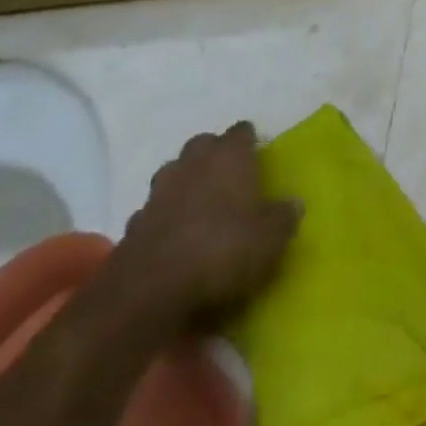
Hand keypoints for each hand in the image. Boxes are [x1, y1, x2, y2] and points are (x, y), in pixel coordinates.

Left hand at [103, 122, 301, 338]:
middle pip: (203, 145)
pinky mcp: (132, 226)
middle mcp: (192, 164)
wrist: (149, 294)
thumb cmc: (222, 250)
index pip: (242, 132)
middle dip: (214, 155)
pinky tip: (174, 237)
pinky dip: (164, 218)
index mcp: (229, 156)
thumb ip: (284, 216)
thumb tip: (292, 203)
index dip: (251, 141)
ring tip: (201, 204)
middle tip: (230, 175)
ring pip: (174, 173)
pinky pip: (154, 211)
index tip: (260, 155)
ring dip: (186, 183)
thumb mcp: (271, 238)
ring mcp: (157, 193)